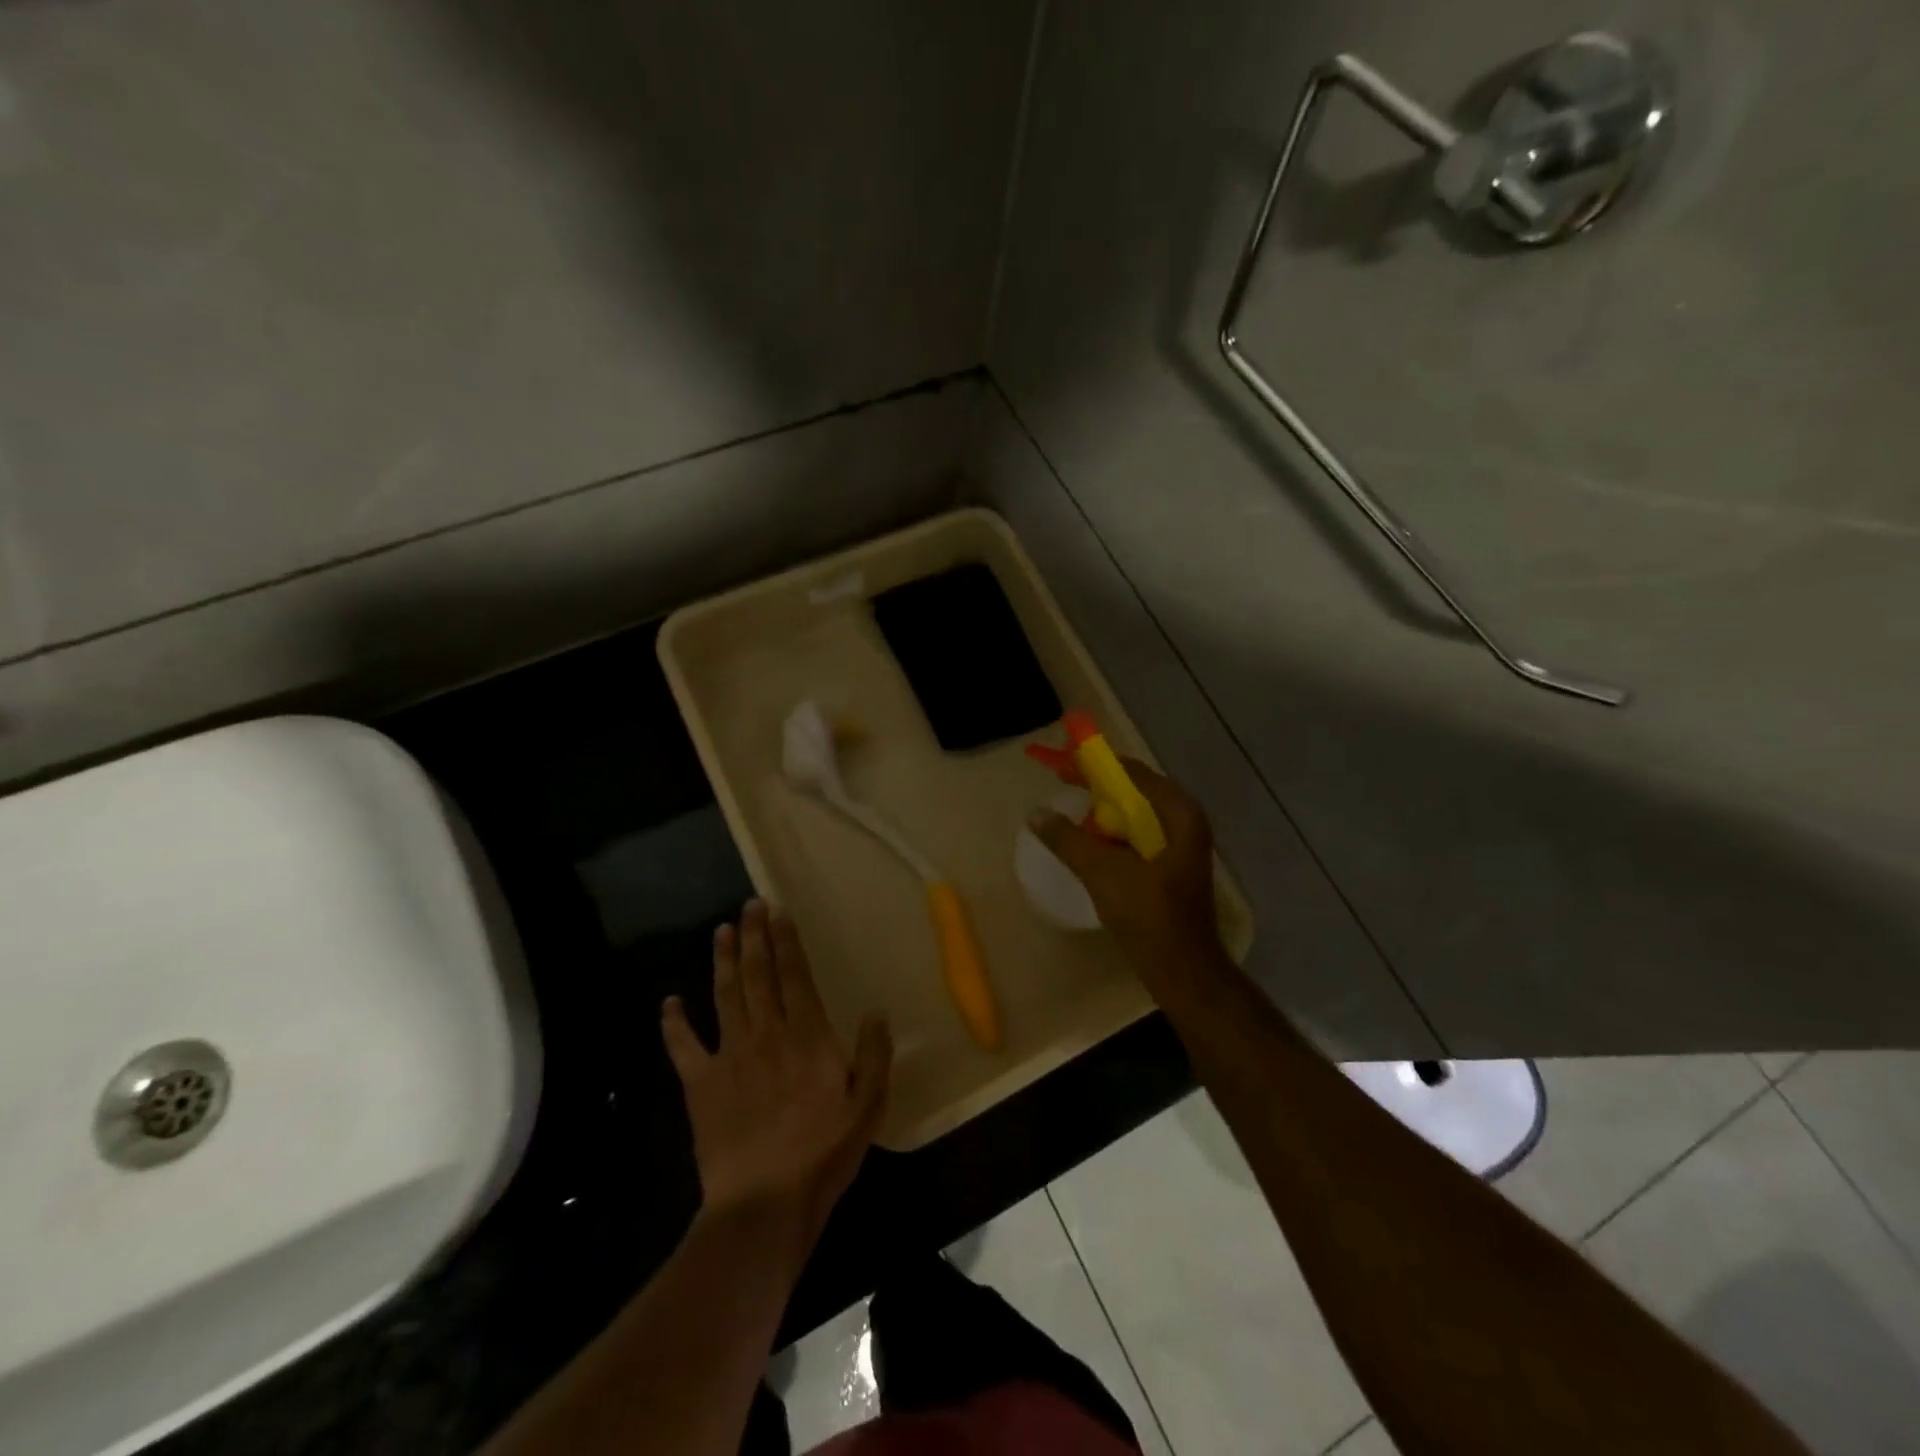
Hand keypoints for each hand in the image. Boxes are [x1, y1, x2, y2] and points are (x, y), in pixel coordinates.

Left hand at [662, 901, 890, 1254]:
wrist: (763, 1205)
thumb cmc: (822, 1155)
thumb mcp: (868, 1107)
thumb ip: (874, 1055)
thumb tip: (877, 1010)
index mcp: (807, 1037)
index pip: (795, 976)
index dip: (786, 941)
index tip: (779, 912)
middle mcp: (767, 1034)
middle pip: (758, 975)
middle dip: (755, 937)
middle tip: (749, 906)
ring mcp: (729, 1056)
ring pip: (725, 996)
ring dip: (723, 961)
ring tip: (721, 931)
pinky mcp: (700, 1084)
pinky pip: (683, 1046)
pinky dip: (674, 1022)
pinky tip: (669, 1001)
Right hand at [1031, 760, 1221, 965]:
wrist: (1183, 970)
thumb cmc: (1148, 916)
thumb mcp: (1103, 873)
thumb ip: (1068, 840)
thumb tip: (1035, 813)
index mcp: (1178, 814)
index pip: (1131, 772)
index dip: (1094, 765)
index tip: (1062, 762)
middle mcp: (1184, 822)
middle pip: (1134, 791)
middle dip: (1097, 788)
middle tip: (1062, 786)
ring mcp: (1180, 846)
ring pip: (1135, 816)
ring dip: (1104, 813)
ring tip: (1071, 816)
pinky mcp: (1171, 867)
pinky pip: (1137, 837)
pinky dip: (1113, 835)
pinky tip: (1090, 845)